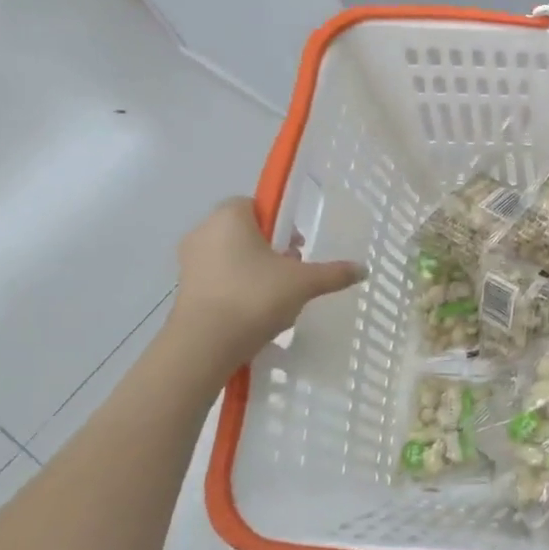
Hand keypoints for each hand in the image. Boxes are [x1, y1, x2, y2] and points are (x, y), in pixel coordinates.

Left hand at [168, 198, 362, 375]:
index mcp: (229, 217)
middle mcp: (204, 232)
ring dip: (256, 270)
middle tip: (293, 271)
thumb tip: (363, 269)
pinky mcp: (185, 290)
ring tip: (278, 296)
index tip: (297, 245)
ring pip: (232, 257)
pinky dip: (239, 289)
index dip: (281, 222)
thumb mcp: (304, 283)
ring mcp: (190, 262)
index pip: (256, 205)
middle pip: (246, 232)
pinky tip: (257, 312)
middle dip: (271, 249)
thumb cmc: (255, 297)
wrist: (204, 345)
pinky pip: (220, 279)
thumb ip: (334, 273)